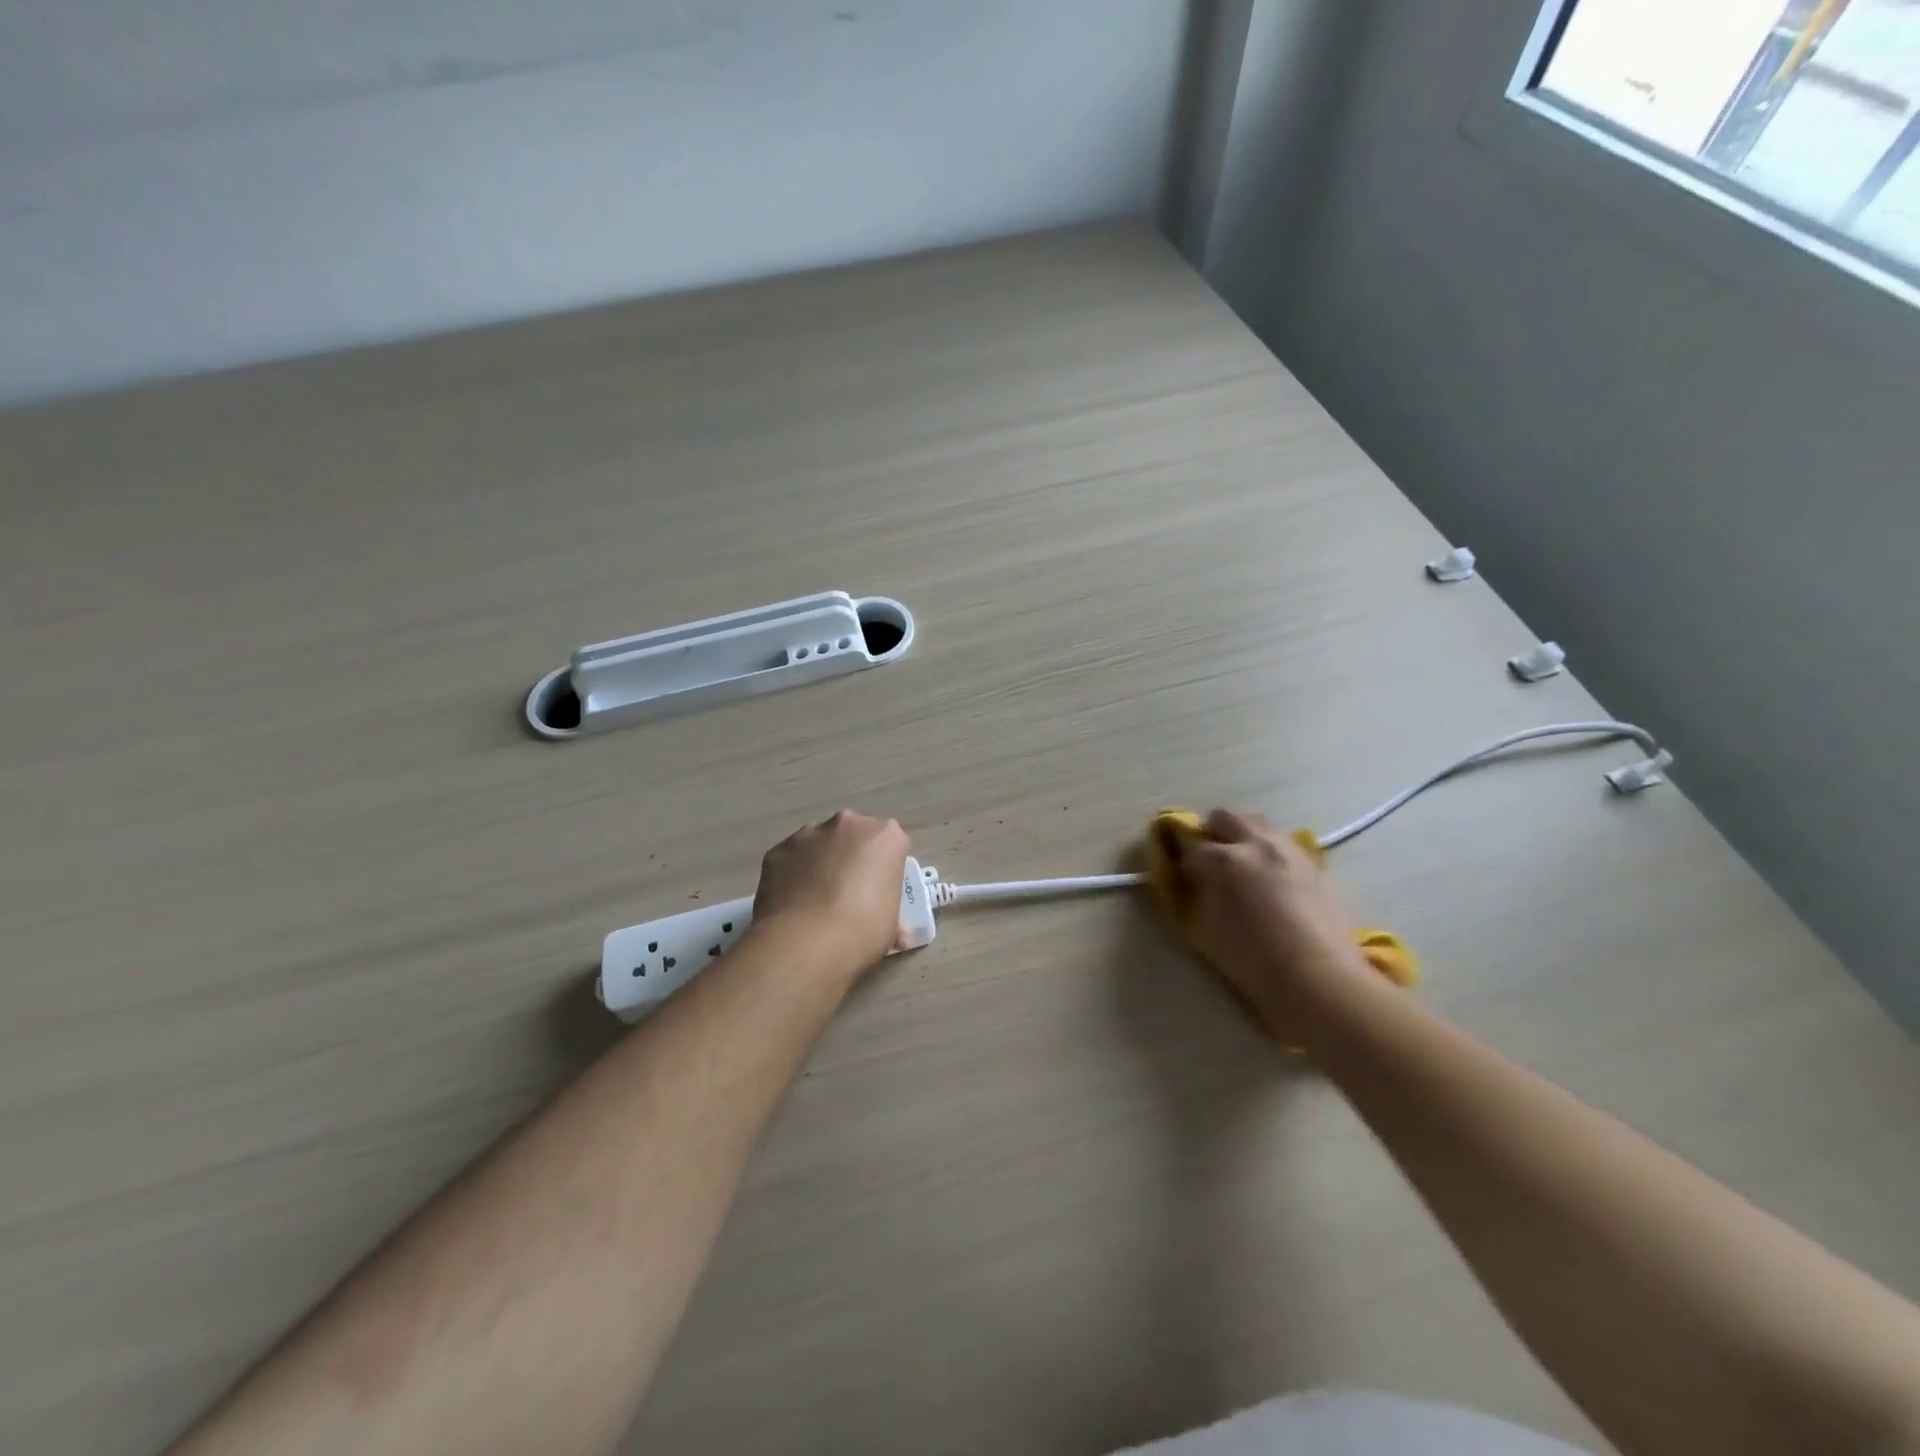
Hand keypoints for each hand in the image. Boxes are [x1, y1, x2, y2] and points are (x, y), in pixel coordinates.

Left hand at [751, 810, 910, 980]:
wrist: (805, 943)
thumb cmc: (863, 931)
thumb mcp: (891, 926)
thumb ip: (890, 915)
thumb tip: (898, 934)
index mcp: (885, 835)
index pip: (890, 844)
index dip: (883, 868)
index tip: (878, 891)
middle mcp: (848, 823)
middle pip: (853, 835)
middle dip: (850, 856)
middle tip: (847, 893)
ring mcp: (808, 834)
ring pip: (818, 843)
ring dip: (819, 862)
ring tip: (814, 901)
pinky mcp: (777, 850)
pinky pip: (790, 859)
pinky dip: (792, 874)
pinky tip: (791, 904)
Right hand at [1178, 810, 1376, 1032]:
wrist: (1318, 978)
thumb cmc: (1252, 961)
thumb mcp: (1203, 931)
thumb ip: (1190, 897)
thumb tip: (1186, 880)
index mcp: (1222, 860)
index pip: (1188, 843)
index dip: (1179, 856)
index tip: (1179, 872)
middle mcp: (1254, 843)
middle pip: (1223, 817)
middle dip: (1211, 834)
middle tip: (1209, 862)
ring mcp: (1288, 849)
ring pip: (1257, 822)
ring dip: (1242, 835)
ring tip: (1242, 862)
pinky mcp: (1314, 863)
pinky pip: (1284, 841)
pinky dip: (1270, 849)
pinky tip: (1272, 875)